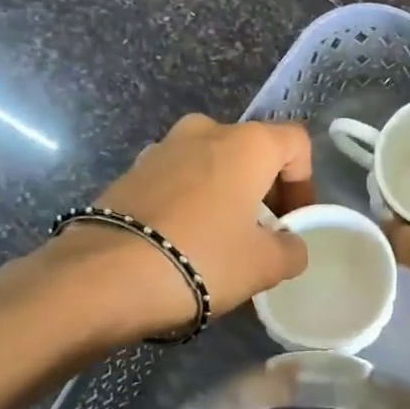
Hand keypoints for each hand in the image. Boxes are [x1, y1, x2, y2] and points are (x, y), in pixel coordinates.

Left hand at [51, 114, 315, 340]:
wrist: (104, 277)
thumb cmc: (202, 259)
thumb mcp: (265, 265)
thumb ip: (292, 249)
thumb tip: (288, 244)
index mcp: (246, 143)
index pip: (296, 143)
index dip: (305, 183)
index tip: (294, 223)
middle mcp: (203, 132)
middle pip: (251, 153)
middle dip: (263, 192)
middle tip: (262, 236)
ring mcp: (160, 150)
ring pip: (210, 166)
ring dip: (224, 197)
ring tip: (220, 243)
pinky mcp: (129, 174)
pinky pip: (176, 182)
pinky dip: (190, 205)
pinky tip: (182, 244)